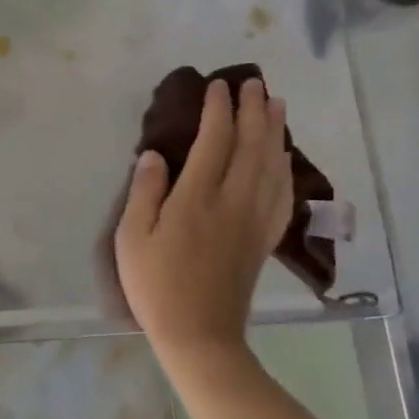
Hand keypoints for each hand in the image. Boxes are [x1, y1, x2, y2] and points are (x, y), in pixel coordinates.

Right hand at [115, 78, 292, 358]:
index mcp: (197, 198)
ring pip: (273, 164)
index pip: (214, 141)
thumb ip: (144, 192)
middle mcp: (233, 201)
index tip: (217, 86)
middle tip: (253, 83)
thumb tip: (155, 155)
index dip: (218, 110)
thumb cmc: (157, 286)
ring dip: (275, 131)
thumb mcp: (133, 238)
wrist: (200, 335)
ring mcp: (255, 220)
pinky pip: (283, 193)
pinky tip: (284, 156)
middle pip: (251, 145)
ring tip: (276, 105)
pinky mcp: (264, 238)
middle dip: (253, 110)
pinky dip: (285, 167)